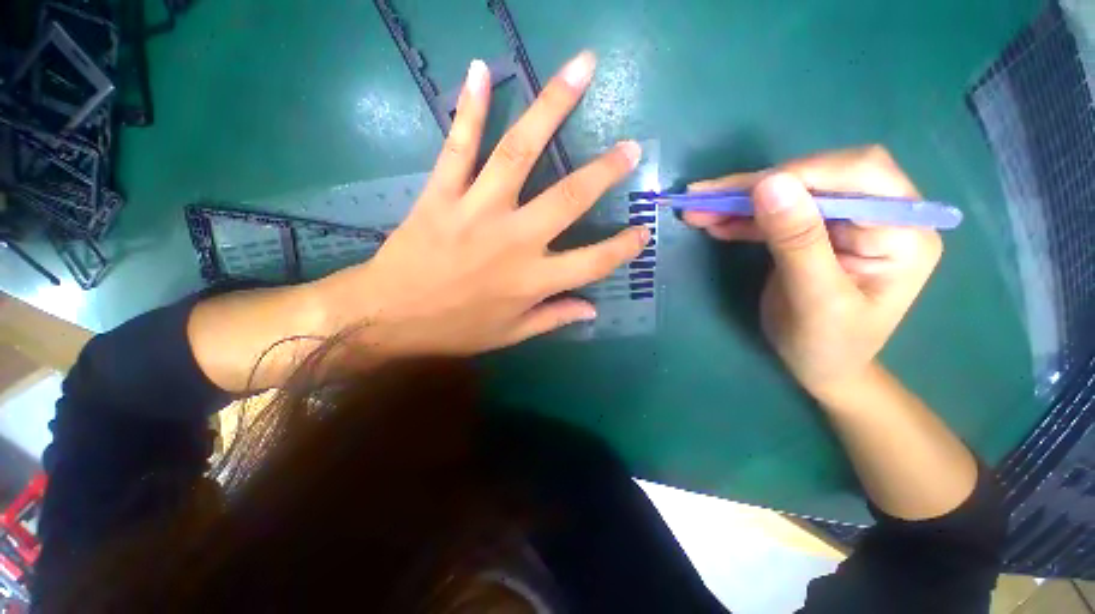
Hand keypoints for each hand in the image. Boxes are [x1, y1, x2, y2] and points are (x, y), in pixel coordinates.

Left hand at [313, 52, 648, 356]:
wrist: (388, 316)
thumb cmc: (454, 329)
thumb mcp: (510, 334)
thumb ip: (553, 318)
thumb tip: (592, 310)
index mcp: (533, 281)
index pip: (593, 262)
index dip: (622, 248)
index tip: (642, 231)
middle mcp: (515, 240)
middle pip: (570, 198)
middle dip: (605, 171)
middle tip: (631, 146)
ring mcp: (478, 210)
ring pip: (520, 152)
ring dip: (552, 106)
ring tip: (580, 68)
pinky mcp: (442, 194)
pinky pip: (458, 146)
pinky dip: (469, 107)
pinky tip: (481, 70)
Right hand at [684, 146, 942, 395]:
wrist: (821, 367)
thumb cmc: (828, 346)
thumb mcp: (814, 300)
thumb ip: (797, 242)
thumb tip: (770, 183)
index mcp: (903, 231)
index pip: (859, 174)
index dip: (800, 174)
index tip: (742, 192)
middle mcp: (879, 215)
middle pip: (818, 176)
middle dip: (757, 185)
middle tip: (702, 198)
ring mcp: (844, 222)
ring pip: (789, 192)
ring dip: (740, 201)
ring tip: (696, 210)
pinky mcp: (813, 231)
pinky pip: (775, 214)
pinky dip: (741, 217)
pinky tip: (714, 223)